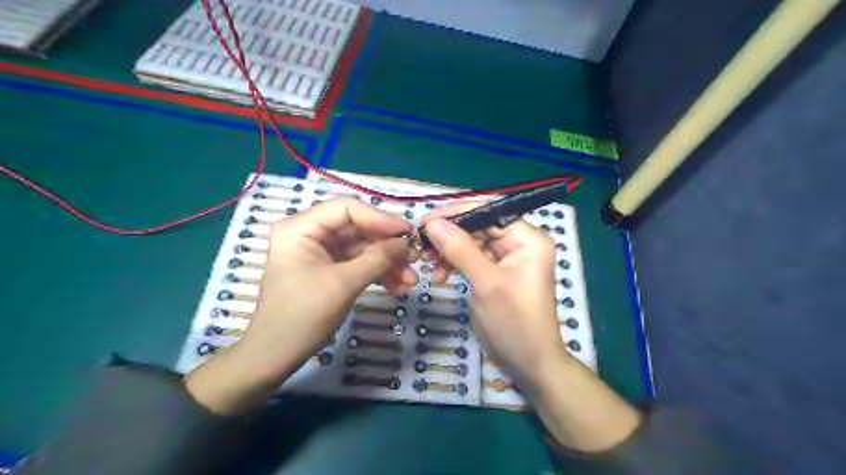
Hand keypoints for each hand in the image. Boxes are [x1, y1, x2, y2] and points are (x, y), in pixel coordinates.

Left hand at [188, 196, 418, 411]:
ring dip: (388, 263)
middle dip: (388, 246)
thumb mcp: (344, 284)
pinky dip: (379, 274)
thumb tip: (405, 242)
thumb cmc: (303, 315)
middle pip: (359, 228)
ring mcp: (321, 252)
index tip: (407, 233)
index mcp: (302, 227)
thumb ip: (377, 259)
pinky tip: (399, 287)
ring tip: (411, 281)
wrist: (277, 355)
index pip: (347, 208)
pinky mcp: (330, 269)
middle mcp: (311, 233)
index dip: (380, 218)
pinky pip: (359, 264)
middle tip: (414, 259)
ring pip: (363, 248)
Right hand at [422, 203, 640, 448]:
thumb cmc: (515, 322)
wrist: (529, 364)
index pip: (489, 212)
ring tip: (426, 263)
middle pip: (478, 226)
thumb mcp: (487, 283)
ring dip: (448, 251)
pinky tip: (439, 276)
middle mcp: (518, 243)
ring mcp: (506, 259)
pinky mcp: (495, 274)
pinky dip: (454, 264)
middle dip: (449, 235)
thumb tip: (432, 222)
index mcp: (527, 238)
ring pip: (471, 243)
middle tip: (421, 246)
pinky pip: (471, 259)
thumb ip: (460, 249)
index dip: (457, 213)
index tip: (426, 221)